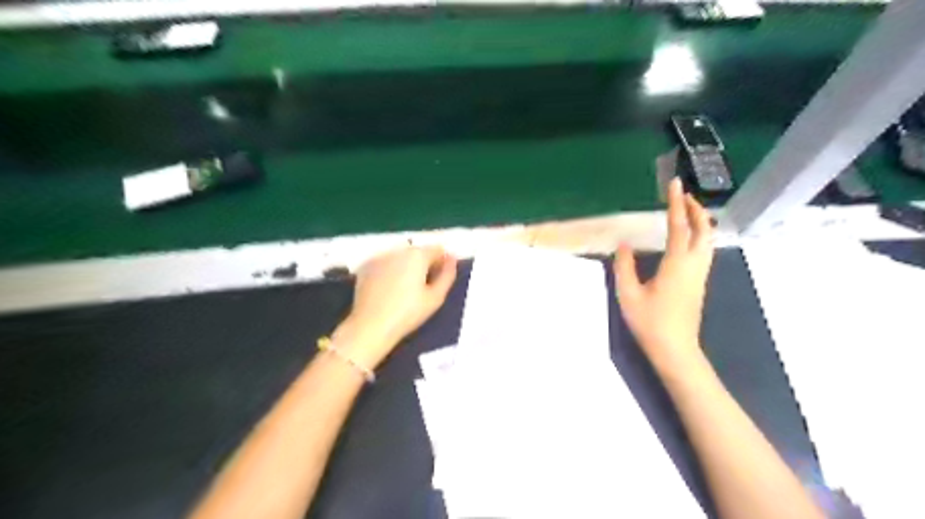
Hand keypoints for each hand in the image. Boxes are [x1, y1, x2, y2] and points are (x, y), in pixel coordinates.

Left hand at [337, 247, 458, 368]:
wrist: (370, 326)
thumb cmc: (408, 314)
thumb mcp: (436, 297)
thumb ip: (447, 274)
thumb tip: (452, 259)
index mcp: (417, 255)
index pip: (437, 249)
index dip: (442, 262)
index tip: (441, 278)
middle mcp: (398, 250)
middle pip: (418, 251)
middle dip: (424, 263)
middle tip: (424, 286)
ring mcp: (379, 257)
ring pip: (400, 256)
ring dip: (406, 266)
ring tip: (405, 288)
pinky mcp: (365, 266)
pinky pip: (385, 263)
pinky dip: (390, 270)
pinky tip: (389, 289)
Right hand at [613, 179, 712, 372]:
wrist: (675, 350)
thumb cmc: (650, 322)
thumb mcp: (628, 294)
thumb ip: (624, 266)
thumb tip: (624, 245)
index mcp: (677, 264)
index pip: (679, 226)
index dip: (676, 203)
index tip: (674, 184)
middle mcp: (693, 265)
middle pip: (703, 229)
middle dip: (696, 209)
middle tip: (683, 195)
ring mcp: (699, 275)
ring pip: (707, 240)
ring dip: (700, 221)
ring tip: (687, 211)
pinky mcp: (699, 283)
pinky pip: (704, 250)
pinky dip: (699, 235)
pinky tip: (686, 238)